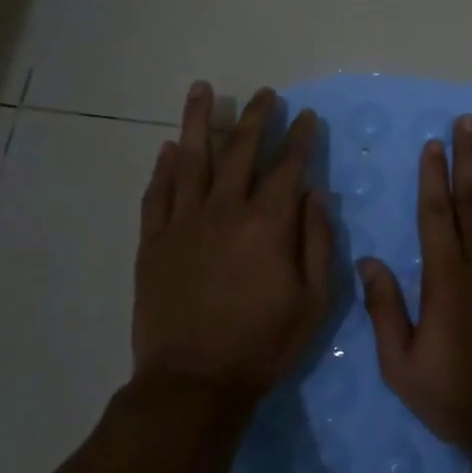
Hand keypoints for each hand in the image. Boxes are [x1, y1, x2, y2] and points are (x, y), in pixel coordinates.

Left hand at [132, 81, 332, 402]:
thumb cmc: (265, 344)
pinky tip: (170, 148)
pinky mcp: (153, 243)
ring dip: (199, 121)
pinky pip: (157, 194)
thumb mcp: (315, 300)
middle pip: (240, 152)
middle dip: (256, 118)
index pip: (288, 167)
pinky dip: (164, 168)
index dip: (299, 138)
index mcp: (267, 224)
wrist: (194, 383)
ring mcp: (183, 224)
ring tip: (203, 89)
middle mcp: (224, 211)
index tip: (306, 116)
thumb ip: (318, 241)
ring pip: (191, 160)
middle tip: (265, 93)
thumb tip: (316, 193)